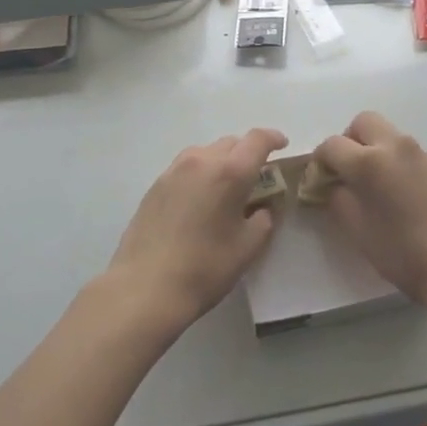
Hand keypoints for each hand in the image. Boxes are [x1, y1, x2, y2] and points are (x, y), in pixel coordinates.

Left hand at [106, 128, 288, 332]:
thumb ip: (263, 220)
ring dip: (221, 161)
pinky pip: (186, 168)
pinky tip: (199, 200)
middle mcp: (201, 161)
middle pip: (231, 143)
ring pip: (205, 152)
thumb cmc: (205, 268)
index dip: (273, 138)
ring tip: (225, 187)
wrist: (144, 288)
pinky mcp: (155, 186)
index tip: (282, 144)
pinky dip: (200, 174)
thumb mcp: (247, 247)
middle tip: (256, 176)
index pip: (257, 140)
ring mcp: (174, 171)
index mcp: (230, 171)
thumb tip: (261, 209)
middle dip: (247, 153)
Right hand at [313, 112, 426, 314]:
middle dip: (349, 141)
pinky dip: (394, 160)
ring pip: (387, 134)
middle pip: (362, 123)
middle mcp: (394, 146)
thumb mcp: (359, 233)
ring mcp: (420, 153)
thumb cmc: (406, 253)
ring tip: (373, 187)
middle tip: (347, 173)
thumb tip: (334, 186)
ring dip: (373, 149)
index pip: (331, 145)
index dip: (320, 162)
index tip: (319, 182)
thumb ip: (340, 201)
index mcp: (369, 161)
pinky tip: (398, 194)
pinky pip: (406, 151)